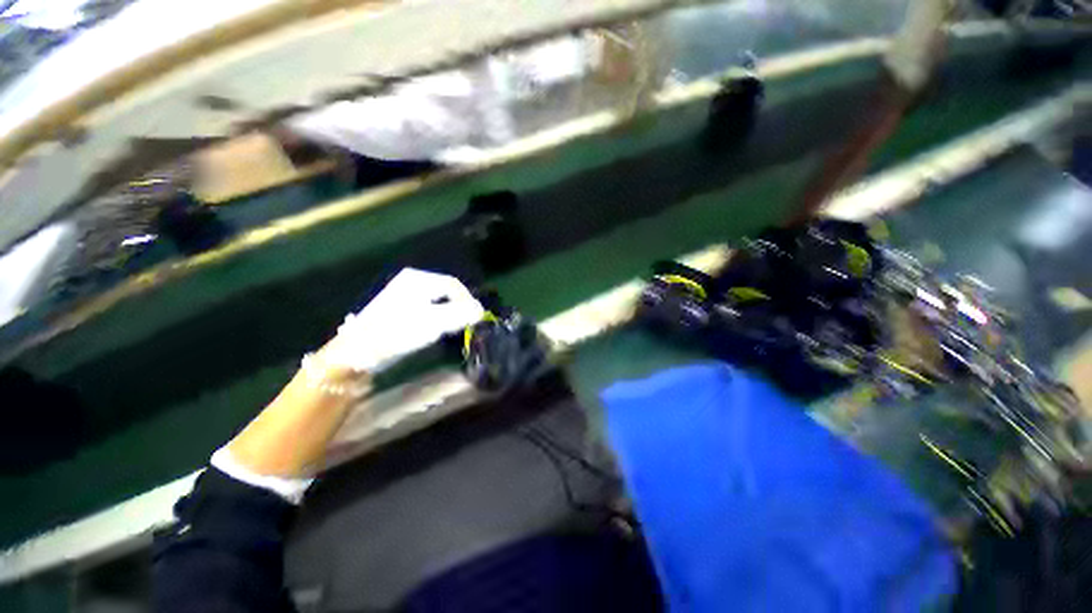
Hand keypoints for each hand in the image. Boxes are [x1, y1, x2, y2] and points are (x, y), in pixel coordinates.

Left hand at [322, 268, 483, 373]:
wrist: (356, 353)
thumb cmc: (397, 333)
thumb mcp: (433, 322)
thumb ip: (460, 314)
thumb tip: (481, 310)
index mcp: (418, 279)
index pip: (454, 285)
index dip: (468, 302)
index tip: (476, 319)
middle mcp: (411, 281)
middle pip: (446, 292)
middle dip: (459, 307)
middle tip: (466, 325)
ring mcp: (403, 294)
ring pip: (437, 300)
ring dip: (449, 314)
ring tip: (453, 329)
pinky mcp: (399, 308)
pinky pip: (427, 308)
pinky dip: (437, 317)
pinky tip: (435, 330)